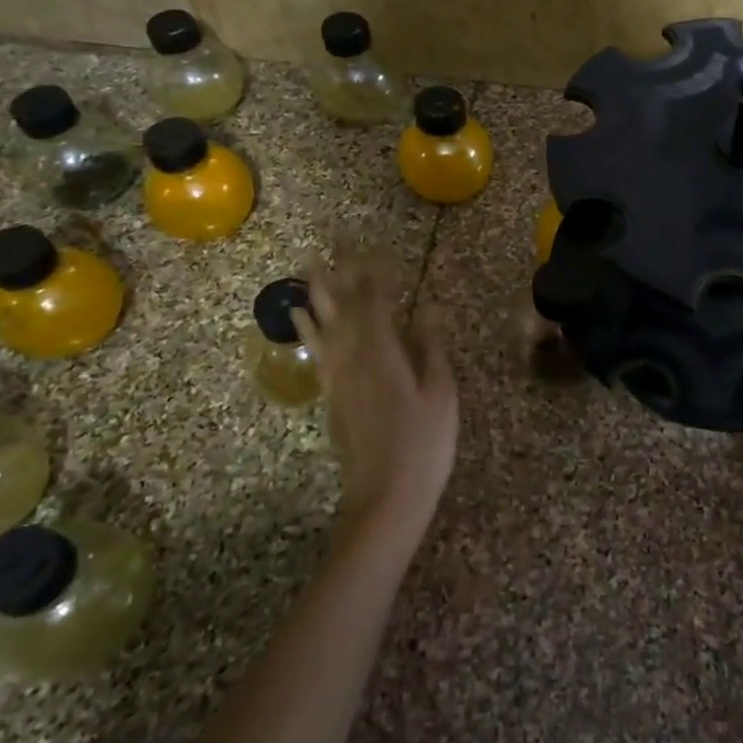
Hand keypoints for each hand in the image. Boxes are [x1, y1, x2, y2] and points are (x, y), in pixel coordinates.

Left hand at [294, 247, 457, 551]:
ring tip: (309, 266)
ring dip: (317, 293)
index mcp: (383, 354)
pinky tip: (301, 317)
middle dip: (340, 273)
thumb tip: (429, 308)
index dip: (376, 275)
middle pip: (342, 307)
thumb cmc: (424, 445)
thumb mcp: (441, 394)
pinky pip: (315, 350)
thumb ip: (430, 347)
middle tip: (334, 243)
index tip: (378, 251)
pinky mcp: (331, 397)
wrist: (385, 499)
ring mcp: (337, 378)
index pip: (375, 302)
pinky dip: (306, 328)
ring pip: (323, 325)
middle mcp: (352, 358)